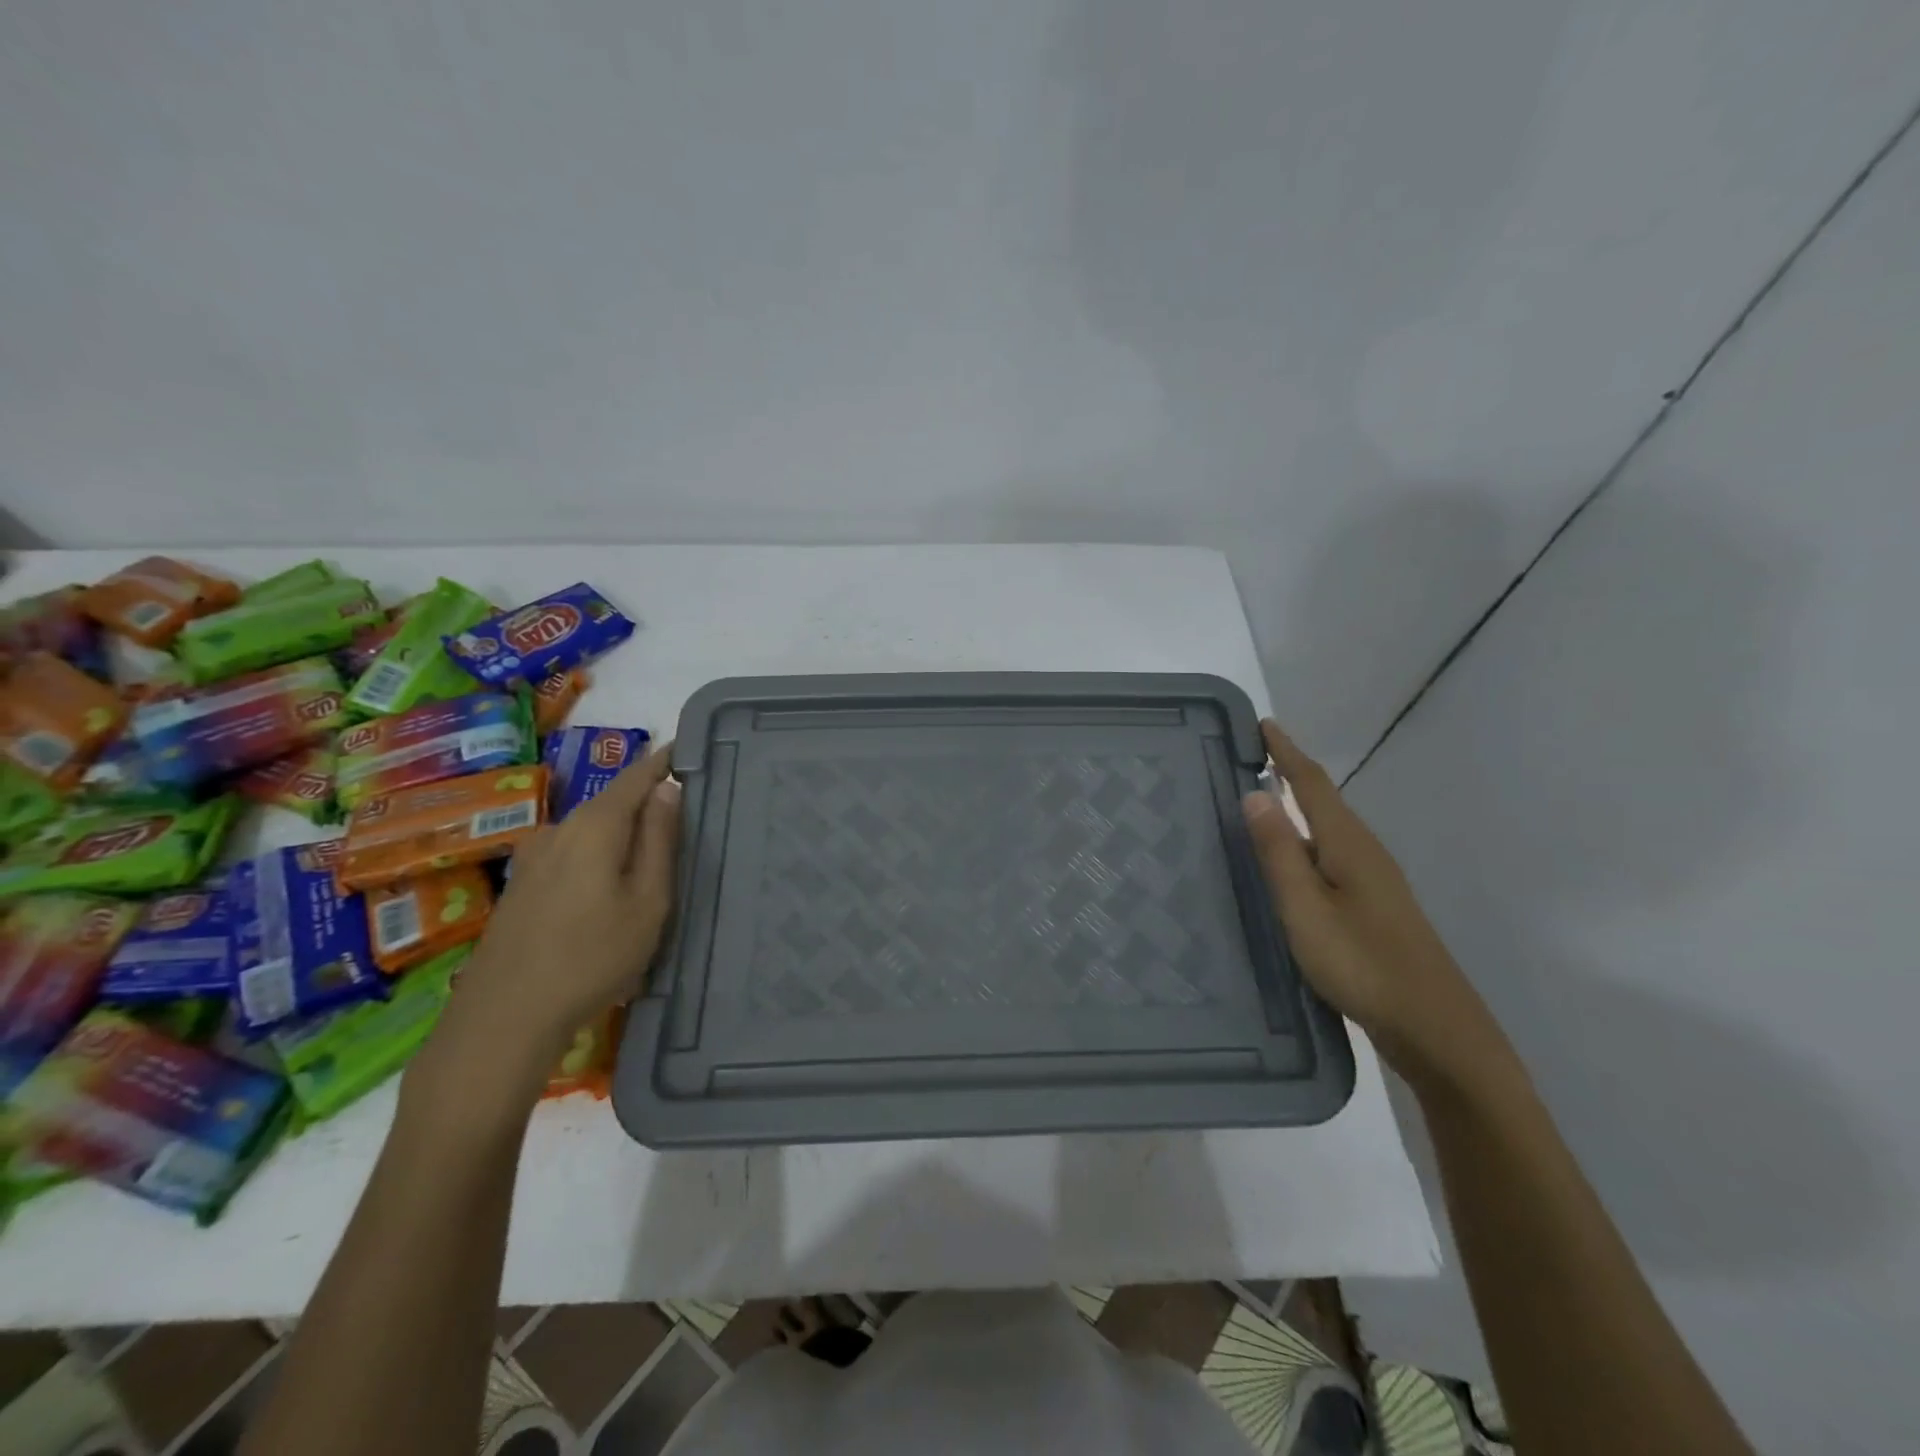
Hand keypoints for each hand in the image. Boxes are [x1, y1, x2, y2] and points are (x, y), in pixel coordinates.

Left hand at [409, 745, 681, 1114]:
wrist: (505, 1017)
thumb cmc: (592, 956)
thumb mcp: (648, 901)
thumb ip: (660, 840)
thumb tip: (667, 789)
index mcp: (595, 825)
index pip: (637, 777)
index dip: (664, 761)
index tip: (690, 750)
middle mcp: (559, 829)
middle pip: (612, 803)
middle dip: (647, 802)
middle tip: (685, 815)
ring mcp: (534, 857)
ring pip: (591, 831)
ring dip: (623, 835)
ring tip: (653, 858)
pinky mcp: (521, 885)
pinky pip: (572, 853)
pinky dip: (600, 856)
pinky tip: (610, 889)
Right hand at [1241, 720, 1510, 1088]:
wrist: (1434, 1028)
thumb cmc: (1362, 963)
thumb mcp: (1305, 908)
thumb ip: (1279, 852)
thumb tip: (1254, 792)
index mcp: (1348, 845)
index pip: (1312, 783)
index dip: (1286, 751)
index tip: (1262, 723)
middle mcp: (1365, 852)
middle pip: (1324, 801)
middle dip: (1290, 774)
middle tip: (1250, 759)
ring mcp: (1374, 881)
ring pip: (1328, 830)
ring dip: (1298, 808)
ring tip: (1260, 804)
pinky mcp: (1374, 907)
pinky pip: (1331, 856)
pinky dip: (1306, 842)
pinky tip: (1291, 862)